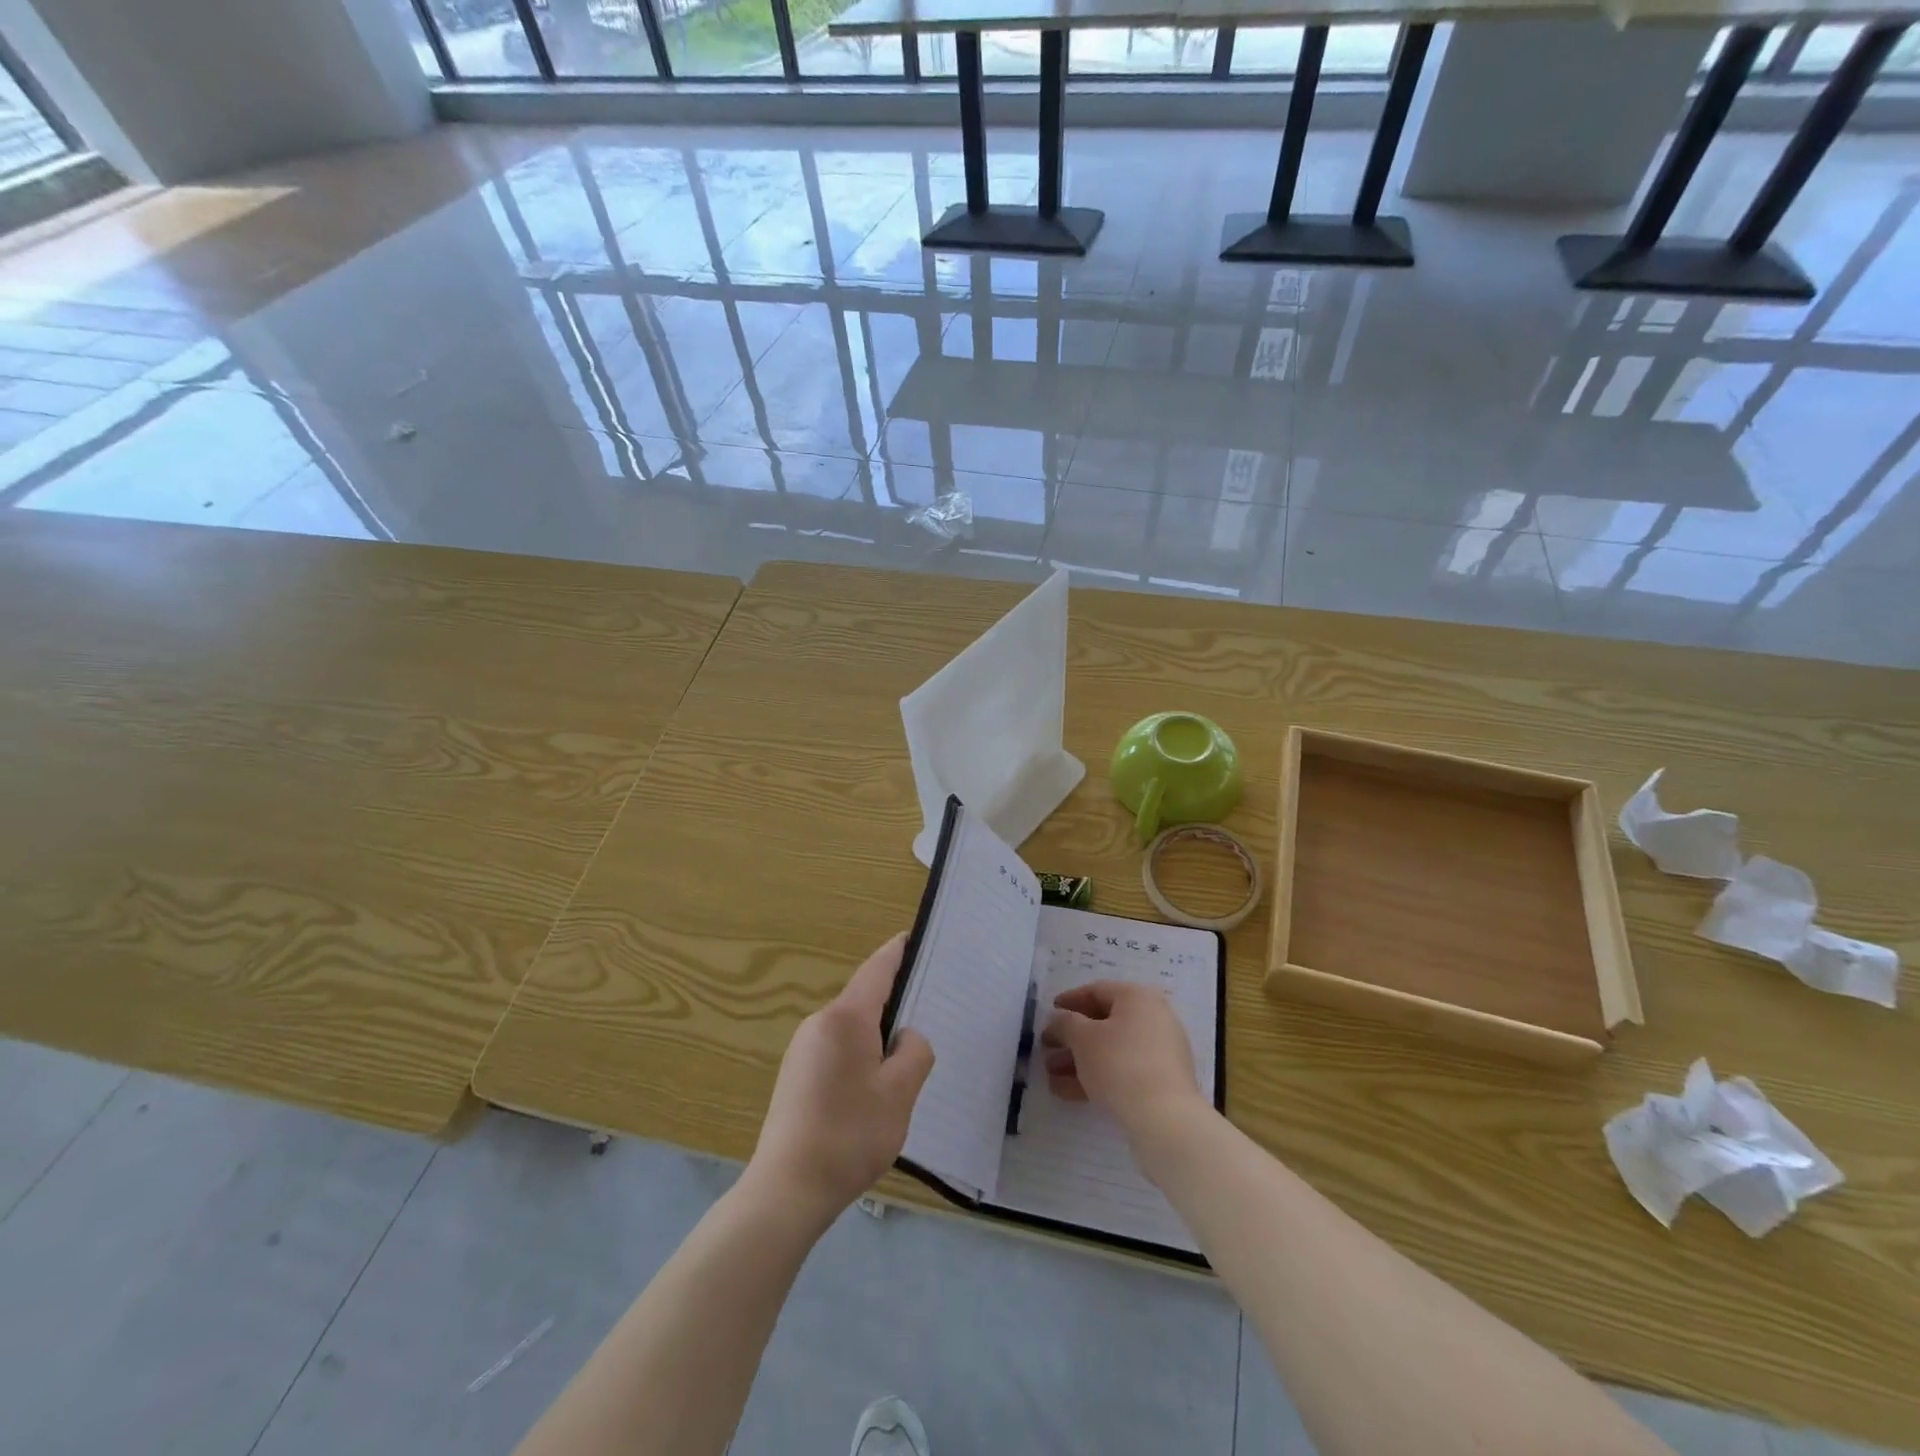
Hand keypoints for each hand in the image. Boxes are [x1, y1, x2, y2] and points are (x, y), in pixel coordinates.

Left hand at [747, 933, 934, 1228]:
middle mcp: (819, 1023)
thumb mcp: (899, 1093)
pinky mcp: (796, 1075)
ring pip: (852, 1027)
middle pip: (865, 998)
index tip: (916, 938)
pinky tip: (875, 1087)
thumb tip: (906, 1037)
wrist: (787, 1190)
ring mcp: (803, 1049)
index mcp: (845, 1018)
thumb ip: (915, 1052)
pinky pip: (838, 1048)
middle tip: (930, 1013)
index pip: (877, 969)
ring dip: (878, 1035)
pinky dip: (861, 1054)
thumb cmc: (849, 1135)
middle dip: (895, 1001)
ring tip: (907, 1059)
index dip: (898, 952)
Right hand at [1042, 980, 1207, 1139]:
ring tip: (1050, 1076)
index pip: (1097, 991)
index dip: (1069, 1001)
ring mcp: (1159, 1052)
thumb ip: (1064, 1023)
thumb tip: (1059, 1019)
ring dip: (1078, 1061)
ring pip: (1111, 1050)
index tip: (1049, 1013)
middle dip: (1071, 1038)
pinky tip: (1067, 1092)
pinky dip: (1096, 1077)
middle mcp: (1152, 1018)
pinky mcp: (1160, 1082)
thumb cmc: (1119, 1063)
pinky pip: (1122, 1071)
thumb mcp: (1083, 1038)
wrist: (1164, 1118)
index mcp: (1137, 998)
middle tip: (1046, 1048)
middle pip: (1103, 1023)